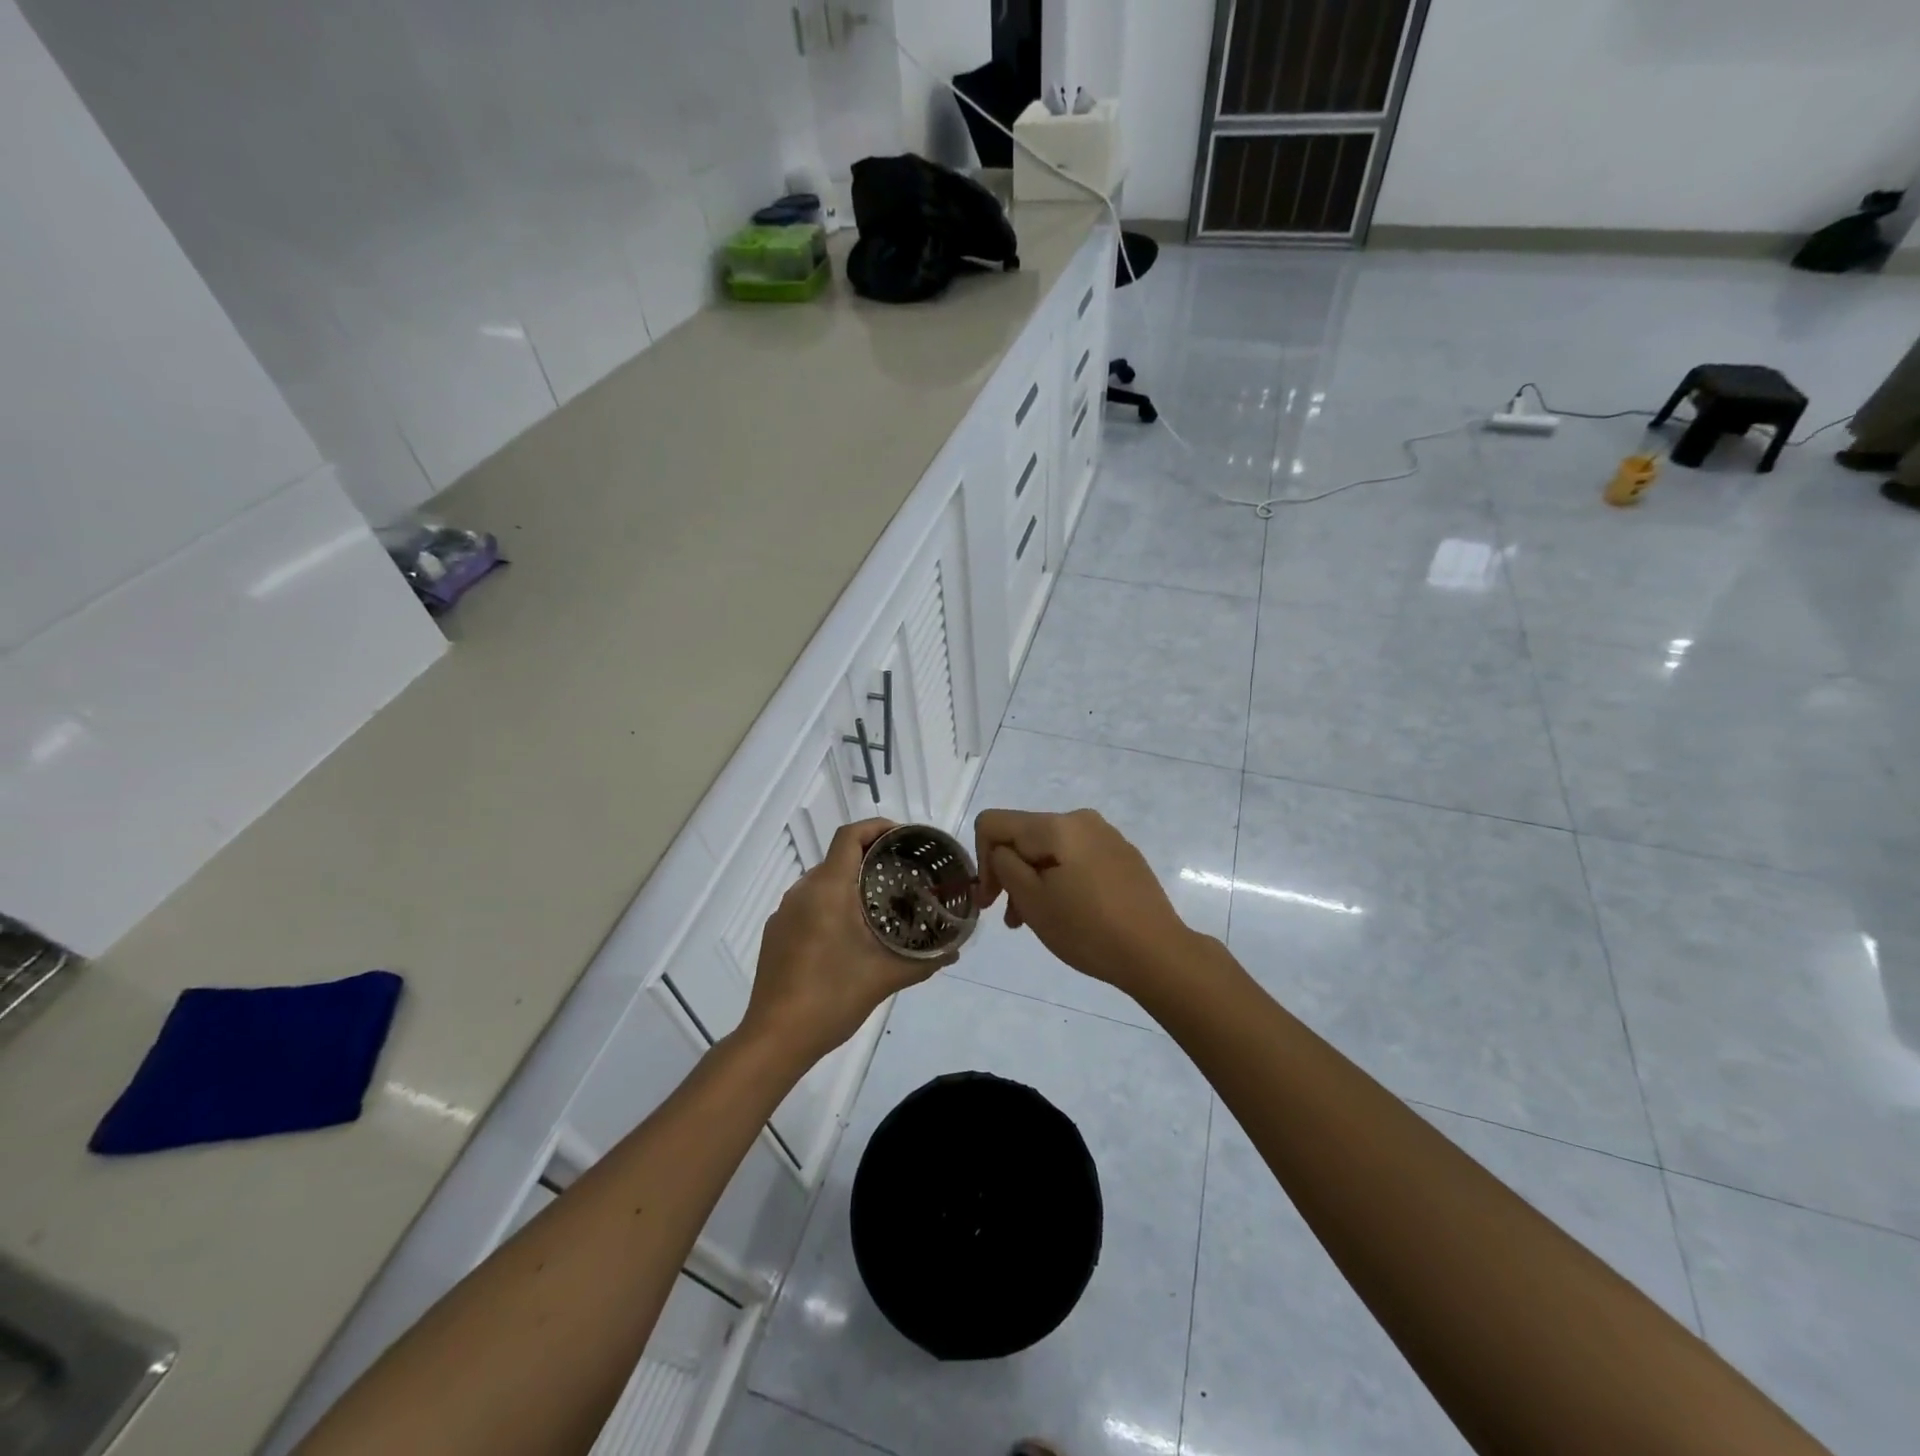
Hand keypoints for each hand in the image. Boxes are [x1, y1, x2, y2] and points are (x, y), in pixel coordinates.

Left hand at [742, 819, 947, 1064]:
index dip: (877, 827)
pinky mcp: (775, 934)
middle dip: (870, 858)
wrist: (775, 1038)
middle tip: (903, 874)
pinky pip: (808, 904)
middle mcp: (802, 892)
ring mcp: (784, 913)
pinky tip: (849, 934)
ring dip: (850, 883)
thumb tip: (956, 950)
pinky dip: (831, 904)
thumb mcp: (884, 977)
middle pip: (838, 857)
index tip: (904, 837)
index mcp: (828, 889)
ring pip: (822, 882)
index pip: (849, 836)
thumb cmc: (831, 997)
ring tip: (881, 903)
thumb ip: (924, 961)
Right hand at [973, 808, 1196, 994]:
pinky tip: (1069, 912)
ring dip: (1034, 880)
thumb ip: (1005, 866)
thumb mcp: (1033, 901)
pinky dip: (1060, 879)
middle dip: (1009, 873)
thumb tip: (1002, 852)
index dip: (981, 860)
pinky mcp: (1122, 855)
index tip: (991, 900)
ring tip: (1035, 922)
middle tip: (1011, 919)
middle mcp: (1081, 819)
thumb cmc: (1088, 929)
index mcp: (1057, 825)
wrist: (1157, 953)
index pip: (994, 823)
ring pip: (1050, 850)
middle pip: (1023, 836)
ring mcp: (1106, 835)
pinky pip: (1076, 858)